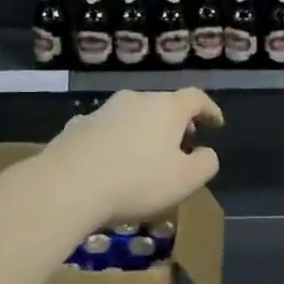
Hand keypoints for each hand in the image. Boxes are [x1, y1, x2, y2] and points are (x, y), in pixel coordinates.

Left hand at [36, 89, 223, 226]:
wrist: (67, 186)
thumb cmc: (136, 182)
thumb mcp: (185, 181)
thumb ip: (205, 164)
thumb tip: (206, 153)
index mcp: (166, 108)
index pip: (196, 98)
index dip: (210, 109)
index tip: (216, 124)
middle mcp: (135, 100)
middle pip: (162, 105)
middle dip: (176, 123)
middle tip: (183, 143)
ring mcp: (103, 110)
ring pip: (133, 116)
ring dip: (144, 131)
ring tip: (146, 156)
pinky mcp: (77, 126)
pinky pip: (106, 129)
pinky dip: (116, 140)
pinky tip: (111, 161)